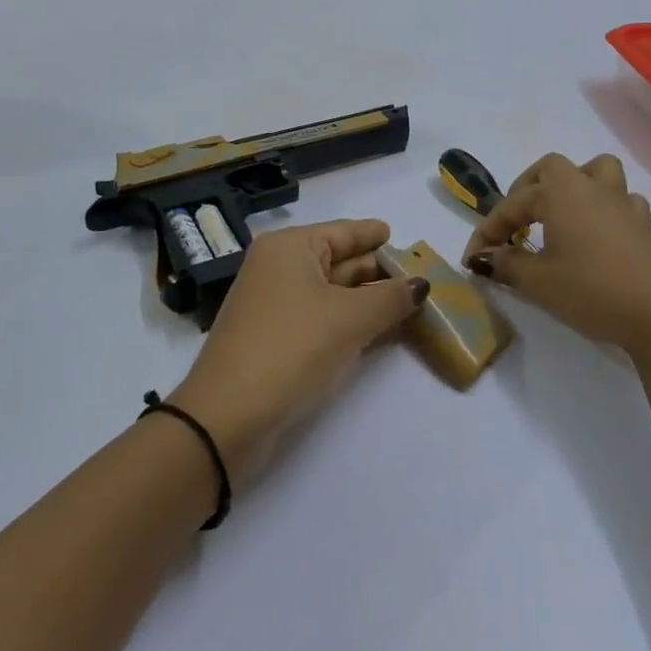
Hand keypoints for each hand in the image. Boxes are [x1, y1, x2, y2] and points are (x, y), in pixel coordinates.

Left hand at [170, 220, 428, 484]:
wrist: (227, 418)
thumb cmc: (291, 348)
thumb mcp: (349, 319)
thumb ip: (391, 298)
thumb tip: (421, 284)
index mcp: (291, 248)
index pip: (345, 232)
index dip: (378, 237)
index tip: (410, 244)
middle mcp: (280, 268)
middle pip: (340, 261)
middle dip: (380, 272)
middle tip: (423, 280)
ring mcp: (276, 306)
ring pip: (333, 294)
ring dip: (370, 301)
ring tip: (413, 305)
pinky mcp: (277, 340)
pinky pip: (323, 319)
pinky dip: (352, 322)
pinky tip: (382, 332)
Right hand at [462, 153, 650, 355]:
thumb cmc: (592, 289)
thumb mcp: (538, 281)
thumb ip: (508, 265)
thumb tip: (486, 258)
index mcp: (559, 192)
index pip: (512, 204)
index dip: (487, 230)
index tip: (473, 259)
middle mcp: (591, 188)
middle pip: (554, 169)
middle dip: (528, 189)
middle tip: (516, 221)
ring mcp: (623, 205)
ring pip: (598, 173)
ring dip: (574, 187)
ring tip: (560, 216)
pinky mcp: (645, 227)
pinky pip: (622, 203)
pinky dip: (605, 211)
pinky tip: (598, 236)